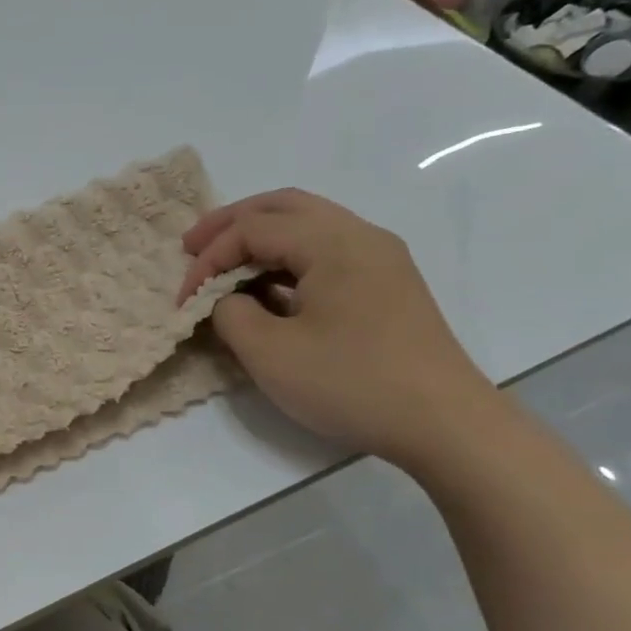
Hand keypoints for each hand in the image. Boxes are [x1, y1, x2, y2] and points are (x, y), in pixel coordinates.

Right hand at [179, 189, 500, 468]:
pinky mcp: (387, 284)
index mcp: (333, 243)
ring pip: (308, 224)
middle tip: (192, 247)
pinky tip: (268, 287)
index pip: (253, 229)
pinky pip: (327, 251)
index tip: (184, 301)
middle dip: (231, 223)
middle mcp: (360, 236)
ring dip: (260, 237)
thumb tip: (228, 300)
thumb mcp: (270, 354)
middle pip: (284, 206)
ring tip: (224, 264)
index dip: (209, 259)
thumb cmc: (352, 383)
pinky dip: (287, 257)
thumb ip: (231, 315)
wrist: (445, 424)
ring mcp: (380, 259)